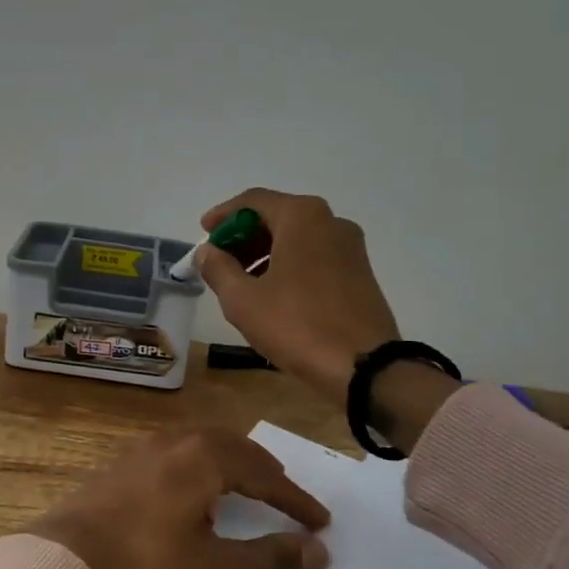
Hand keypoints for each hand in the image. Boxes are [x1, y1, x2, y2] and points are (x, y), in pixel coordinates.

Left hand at [22, 428, 330, 568]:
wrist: (69, 554)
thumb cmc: (148, 560)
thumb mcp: (216, 568)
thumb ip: (270, 558)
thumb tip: (319, 551)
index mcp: (207, 458)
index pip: (265, 476)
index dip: (296, 500)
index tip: (321, 522)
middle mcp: (180, 440)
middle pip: (236, 448)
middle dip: (266, 472)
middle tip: (287, 495)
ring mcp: (147, 446)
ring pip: (205, 443)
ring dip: (234, 461)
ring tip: (248, 484)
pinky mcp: (125, 459)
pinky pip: (179, 450)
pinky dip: (203, 462)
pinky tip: (195, 486)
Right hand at [195, 189, 402, 399]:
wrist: (365, 367)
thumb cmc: (297, 325)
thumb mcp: (243, 300)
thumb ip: (218, 268)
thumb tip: (207, 251)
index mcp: (301, 217)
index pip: (253, 201)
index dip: (223, 215)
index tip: (204, 233)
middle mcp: (330, 222)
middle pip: (277, 216)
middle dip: (244, 236)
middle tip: (219, 261)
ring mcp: (350, 247)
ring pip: (298, 237)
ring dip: (265, 252)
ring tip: (242, 282)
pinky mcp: (360, 272)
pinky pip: (315, 255)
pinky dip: (289, 264)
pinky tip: (273, 293)